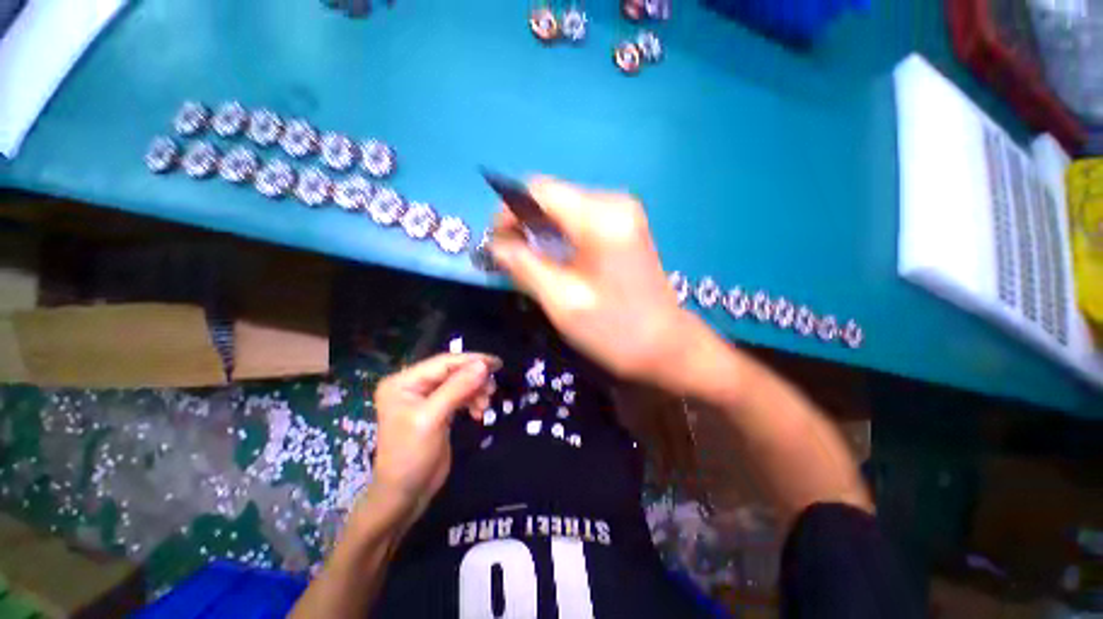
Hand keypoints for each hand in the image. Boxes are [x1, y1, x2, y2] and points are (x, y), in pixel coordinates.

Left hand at [370, 353, 500, 518]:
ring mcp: (426, 398)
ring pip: (459, 383)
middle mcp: (414, 385)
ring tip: (485, 405)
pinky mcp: (438, 410)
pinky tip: (479, 412)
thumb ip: (457, 388)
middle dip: (474, 378)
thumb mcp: (433, 418)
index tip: (497, 363)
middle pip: (452, 371)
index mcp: (404, 381)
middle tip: (492, 389)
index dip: (471, 360)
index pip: (443, 362)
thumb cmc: (411, 455)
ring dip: (476, 391)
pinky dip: (472, 400)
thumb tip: (483, 365)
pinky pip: (460, 396)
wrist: (405, 495)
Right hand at [490, 177, 698, 387]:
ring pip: (563, 208)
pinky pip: (579, 219)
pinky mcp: (624, 226)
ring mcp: (623, 212)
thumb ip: (524, 267)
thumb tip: (496, 245)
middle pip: (551, 197)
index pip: (539, 191)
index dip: (509, 212)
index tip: (496, 244)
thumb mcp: (562, 301)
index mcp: (600, 218)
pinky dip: (559, 235)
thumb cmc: (615, 330)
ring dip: (541, 231)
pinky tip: (556, 261)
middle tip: (512, 259)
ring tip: (532, 263)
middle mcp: (614, 203)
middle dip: (524, 223)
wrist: (666, 345)